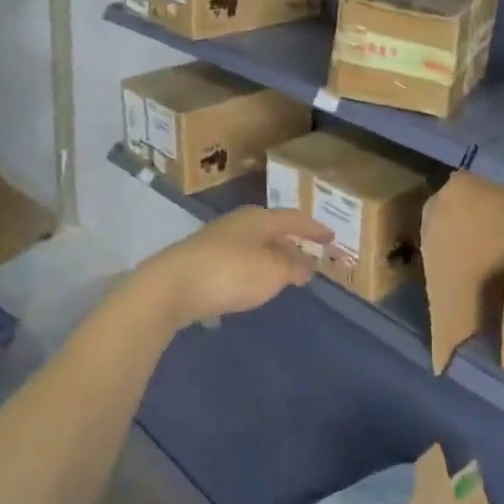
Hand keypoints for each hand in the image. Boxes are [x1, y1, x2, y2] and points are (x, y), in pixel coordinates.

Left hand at [137, 206, 333, 329]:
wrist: (172, 285)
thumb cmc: (231, 272)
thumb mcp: (272, 272)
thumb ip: (293, 267)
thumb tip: (306, 264)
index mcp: (259, 218)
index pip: (294, 219)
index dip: (313, 229)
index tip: (331, 236)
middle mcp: (239, 223)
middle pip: (272, 229)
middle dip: (291, 242)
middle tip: (309, 254)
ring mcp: (217, 239)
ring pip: (254, 244)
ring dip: (271, 256)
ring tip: (284, 272)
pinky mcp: (201, 259)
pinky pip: (238, 258)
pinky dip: (253, 267)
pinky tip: (252, 282)